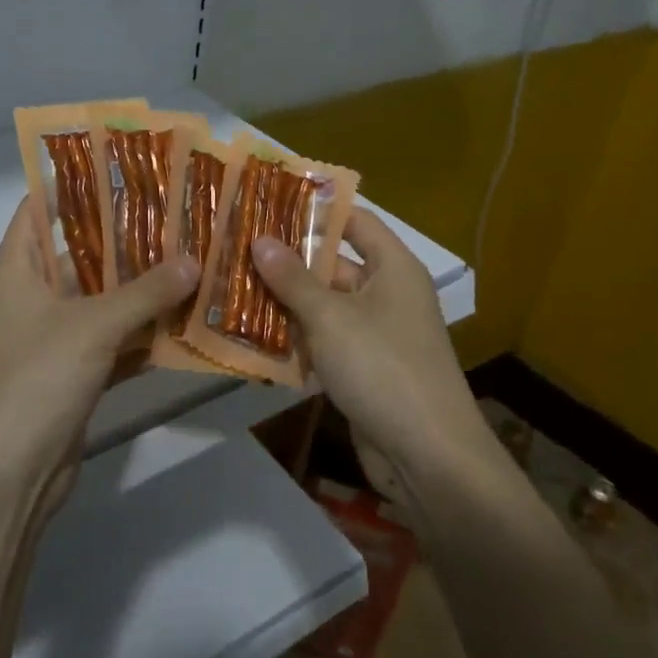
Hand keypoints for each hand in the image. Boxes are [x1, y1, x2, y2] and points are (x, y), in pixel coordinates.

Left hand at [0, 199, 200, 524]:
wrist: (8, 475)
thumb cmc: (36, 379)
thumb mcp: (93, 326)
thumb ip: (145, 292)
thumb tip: (193, 260)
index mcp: (17, 269)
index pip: (38, 208)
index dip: (74, 183)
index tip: (124, 166)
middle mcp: (32, 296)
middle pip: (81, 252)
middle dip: (127, 236)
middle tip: (179, 213)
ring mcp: (53, 337)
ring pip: (103, 299)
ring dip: (142, 287)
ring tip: (194, 257)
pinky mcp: (73, 373)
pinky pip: (113, 340)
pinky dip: (143, 333)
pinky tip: (188, 320)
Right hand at [252, 209, 487, 483]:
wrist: (427, 455)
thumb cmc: (382, 368)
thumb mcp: (330, 317)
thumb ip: (292, 279)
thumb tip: (260, 239)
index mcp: (393, 269)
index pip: (355, 221)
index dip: (316, 211)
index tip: (269, 203)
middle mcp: (387, 295)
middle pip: (332, 265)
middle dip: (286, 261)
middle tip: (235, 249)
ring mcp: (375, 335)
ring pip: (323, 307)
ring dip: (283, 303)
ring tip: (230, 287)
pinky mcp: (363, 369)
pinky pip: (324, 342)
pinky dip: (294, 340)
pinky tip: (250, 337)